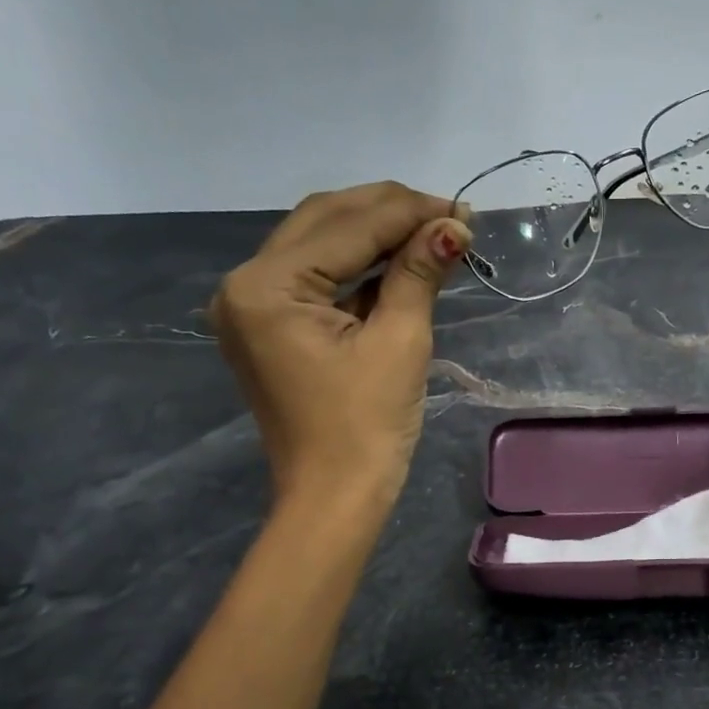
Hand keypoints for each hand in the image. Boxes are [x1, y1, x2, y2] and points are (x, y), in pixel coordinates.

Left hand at [210, 182, 469, 508]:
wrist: (334, 498)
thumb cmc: (368, 428)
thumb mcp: (399, 343)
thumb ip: (418, 273)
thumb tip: (453, 226)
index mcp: (266, 287)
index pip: (347, 227)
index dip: (410, 213)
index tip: (463, 210)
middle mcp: (245, 284)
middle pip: (324, 222)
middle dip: (390, 213)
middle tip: (449, 216)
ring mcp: (252, 306)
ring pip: (319, 244)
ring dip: (375, 235)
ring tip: (432, 234)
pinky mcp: (268, 326)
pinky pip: (315, 278)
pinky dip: (358, 267)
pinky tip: (400, 261)